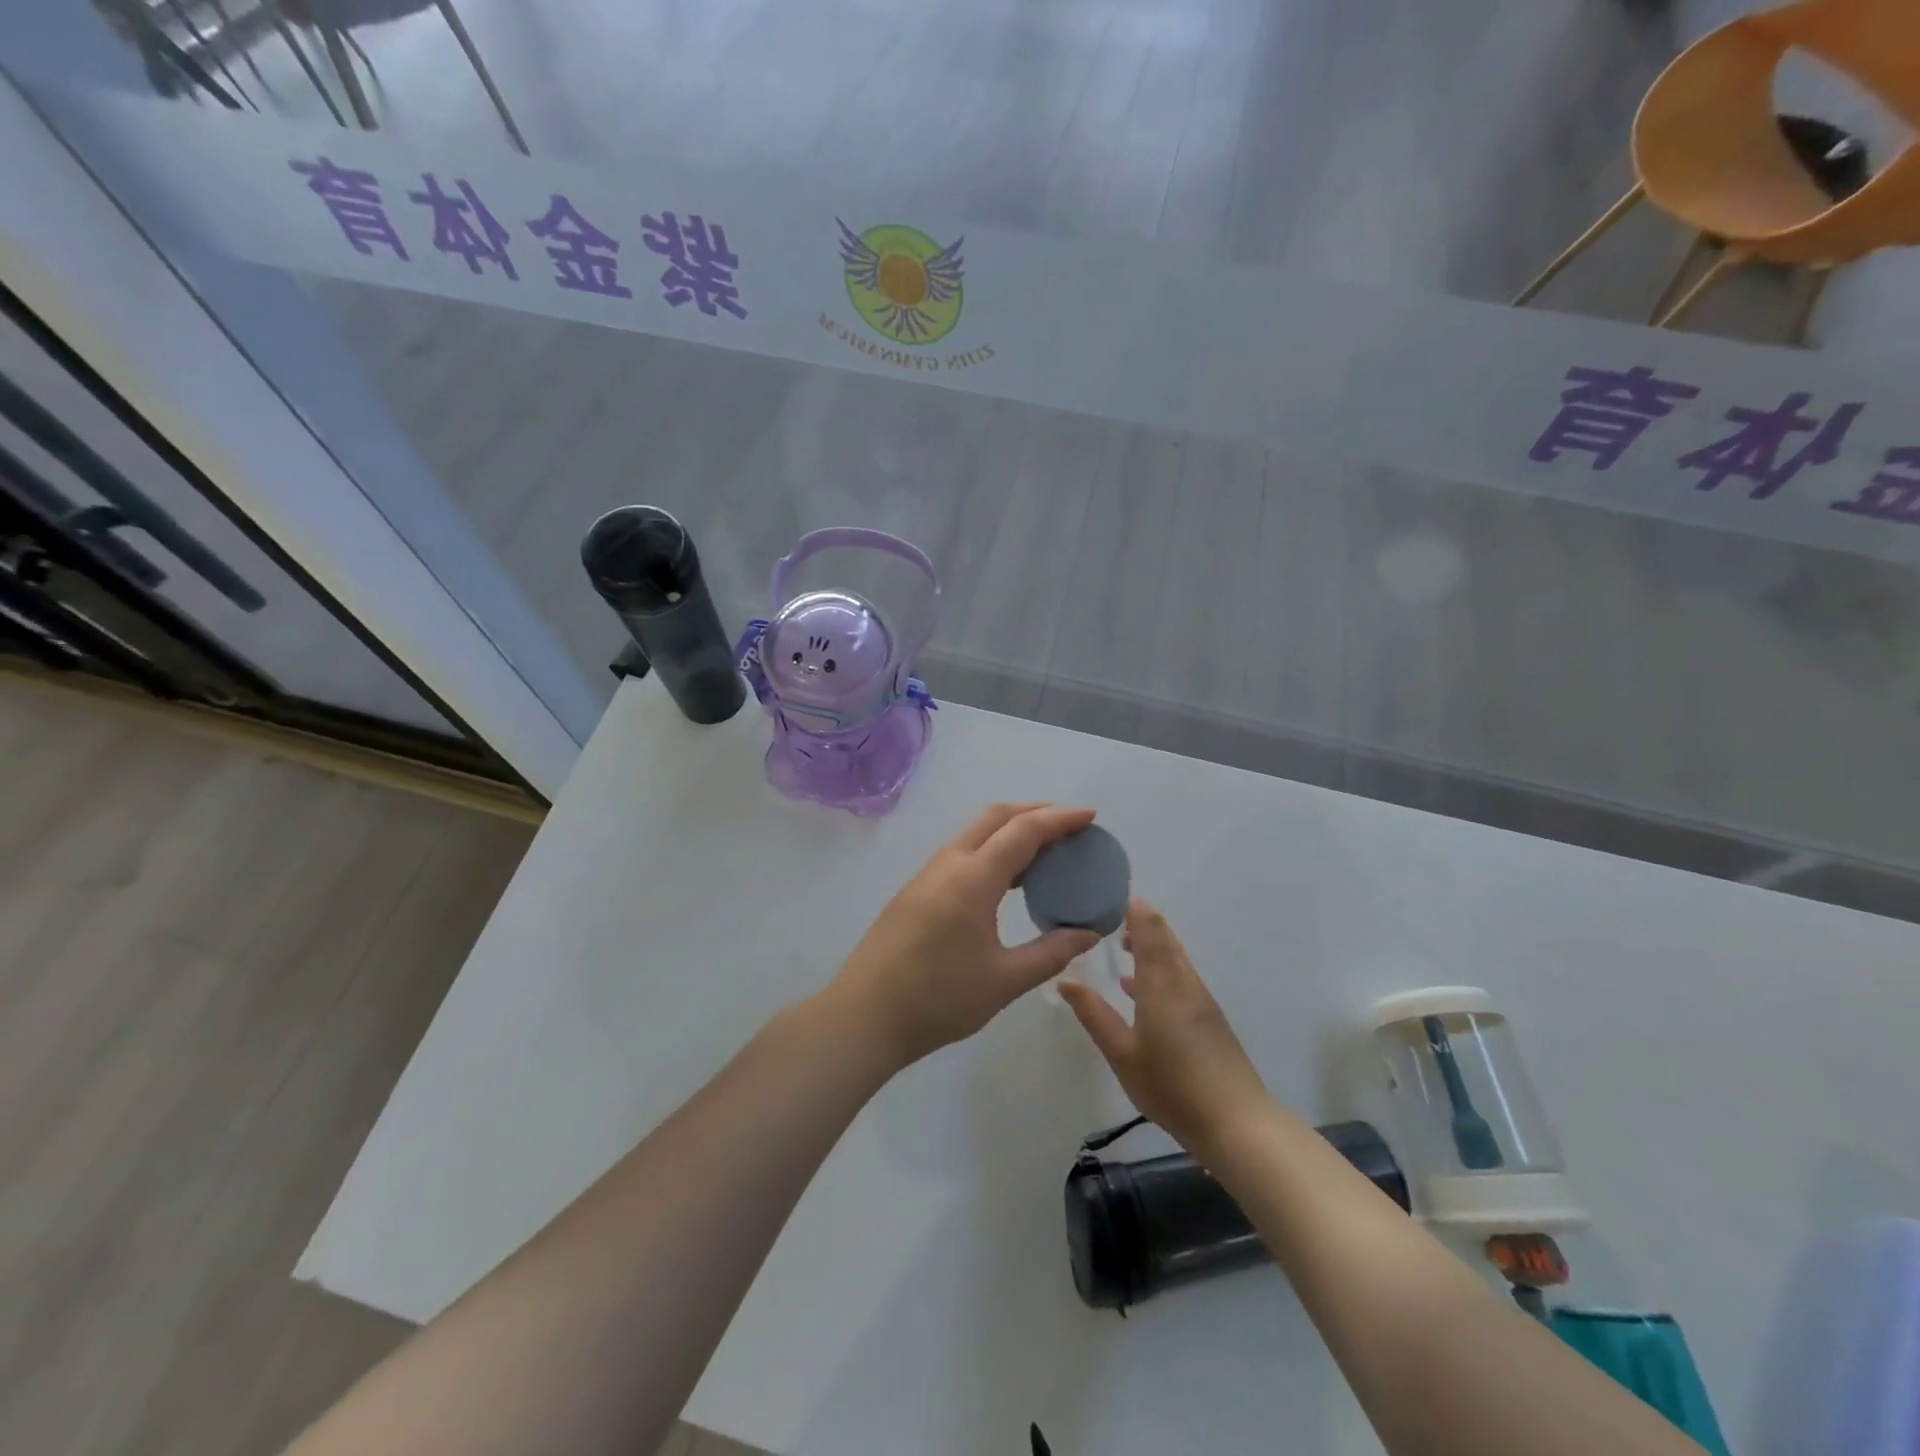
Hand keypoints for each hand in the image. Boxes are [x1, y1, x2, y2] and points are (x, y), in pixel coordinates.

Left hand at [829, 803, 1103, 1068]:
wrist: (864, 1015)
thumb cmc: (939, 999)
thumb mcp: (1004, 980)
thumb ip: (1051, 952)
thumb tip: (1088, 933)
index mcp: (973, 878)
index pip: (1023, 830)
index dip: (1060, 819)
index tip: (1090, 815)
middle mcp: (949, 863)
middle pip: (996, 817)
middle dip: (1035, 812)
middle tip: (1069, 827)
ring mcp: (927, 875)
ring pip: (975, 832)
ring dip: (1010, 829)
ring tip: (1044, 850)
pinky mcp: (916, 890)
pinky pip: (961, 852)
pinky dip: (991, 848)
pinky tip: (1006, 879)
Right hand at [1058, 899, 1272, 1156]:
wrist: (1236, 1123)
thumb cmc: (1171, 1086)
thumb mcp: (1121, 1054)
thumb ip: (1093, 1015)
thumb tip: (1066, 981)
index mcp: (1161, 982)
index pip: (1148, 927)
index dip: (1130, 906)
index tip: (1105, 897)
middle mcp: (1183, 980)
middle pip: (1163, 935)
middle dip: (1137, 921)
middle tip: (1105, 918)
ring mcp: (1199, 998)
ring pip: (1173, 955)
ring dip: (1148, 943)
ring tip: (1118, 946)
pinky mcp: (1208, 1016)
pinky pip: (1179, 975)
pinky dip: (1158, 967)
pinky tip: (1137, 989)